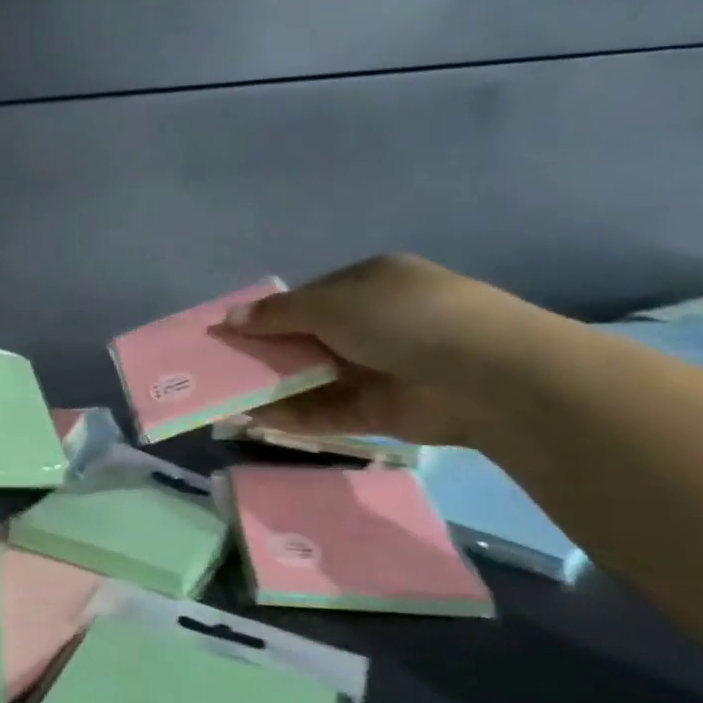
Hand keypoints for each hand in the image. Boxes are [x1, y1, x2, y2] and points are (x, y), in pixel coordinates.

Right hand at [222, 253, 551, 446]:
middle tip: (220, 366)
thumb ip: (278, 314)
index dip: (267, 314)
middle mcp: (372, 324)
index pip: (307, 298)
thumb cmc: (401, 317)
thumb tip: (229, 318)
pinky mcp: (380, 411)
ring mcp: (377, 368)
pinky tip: (254, 419)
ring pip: (313, 377)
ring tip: (227, 397)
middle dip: (265, 352)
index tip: (230, 331)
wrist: (482, 373)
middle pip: (306, 339)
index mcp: (368, 284)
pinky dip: (292, 415)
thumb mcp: (331, 303)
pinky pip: (326, 411)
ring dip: (273, 386)